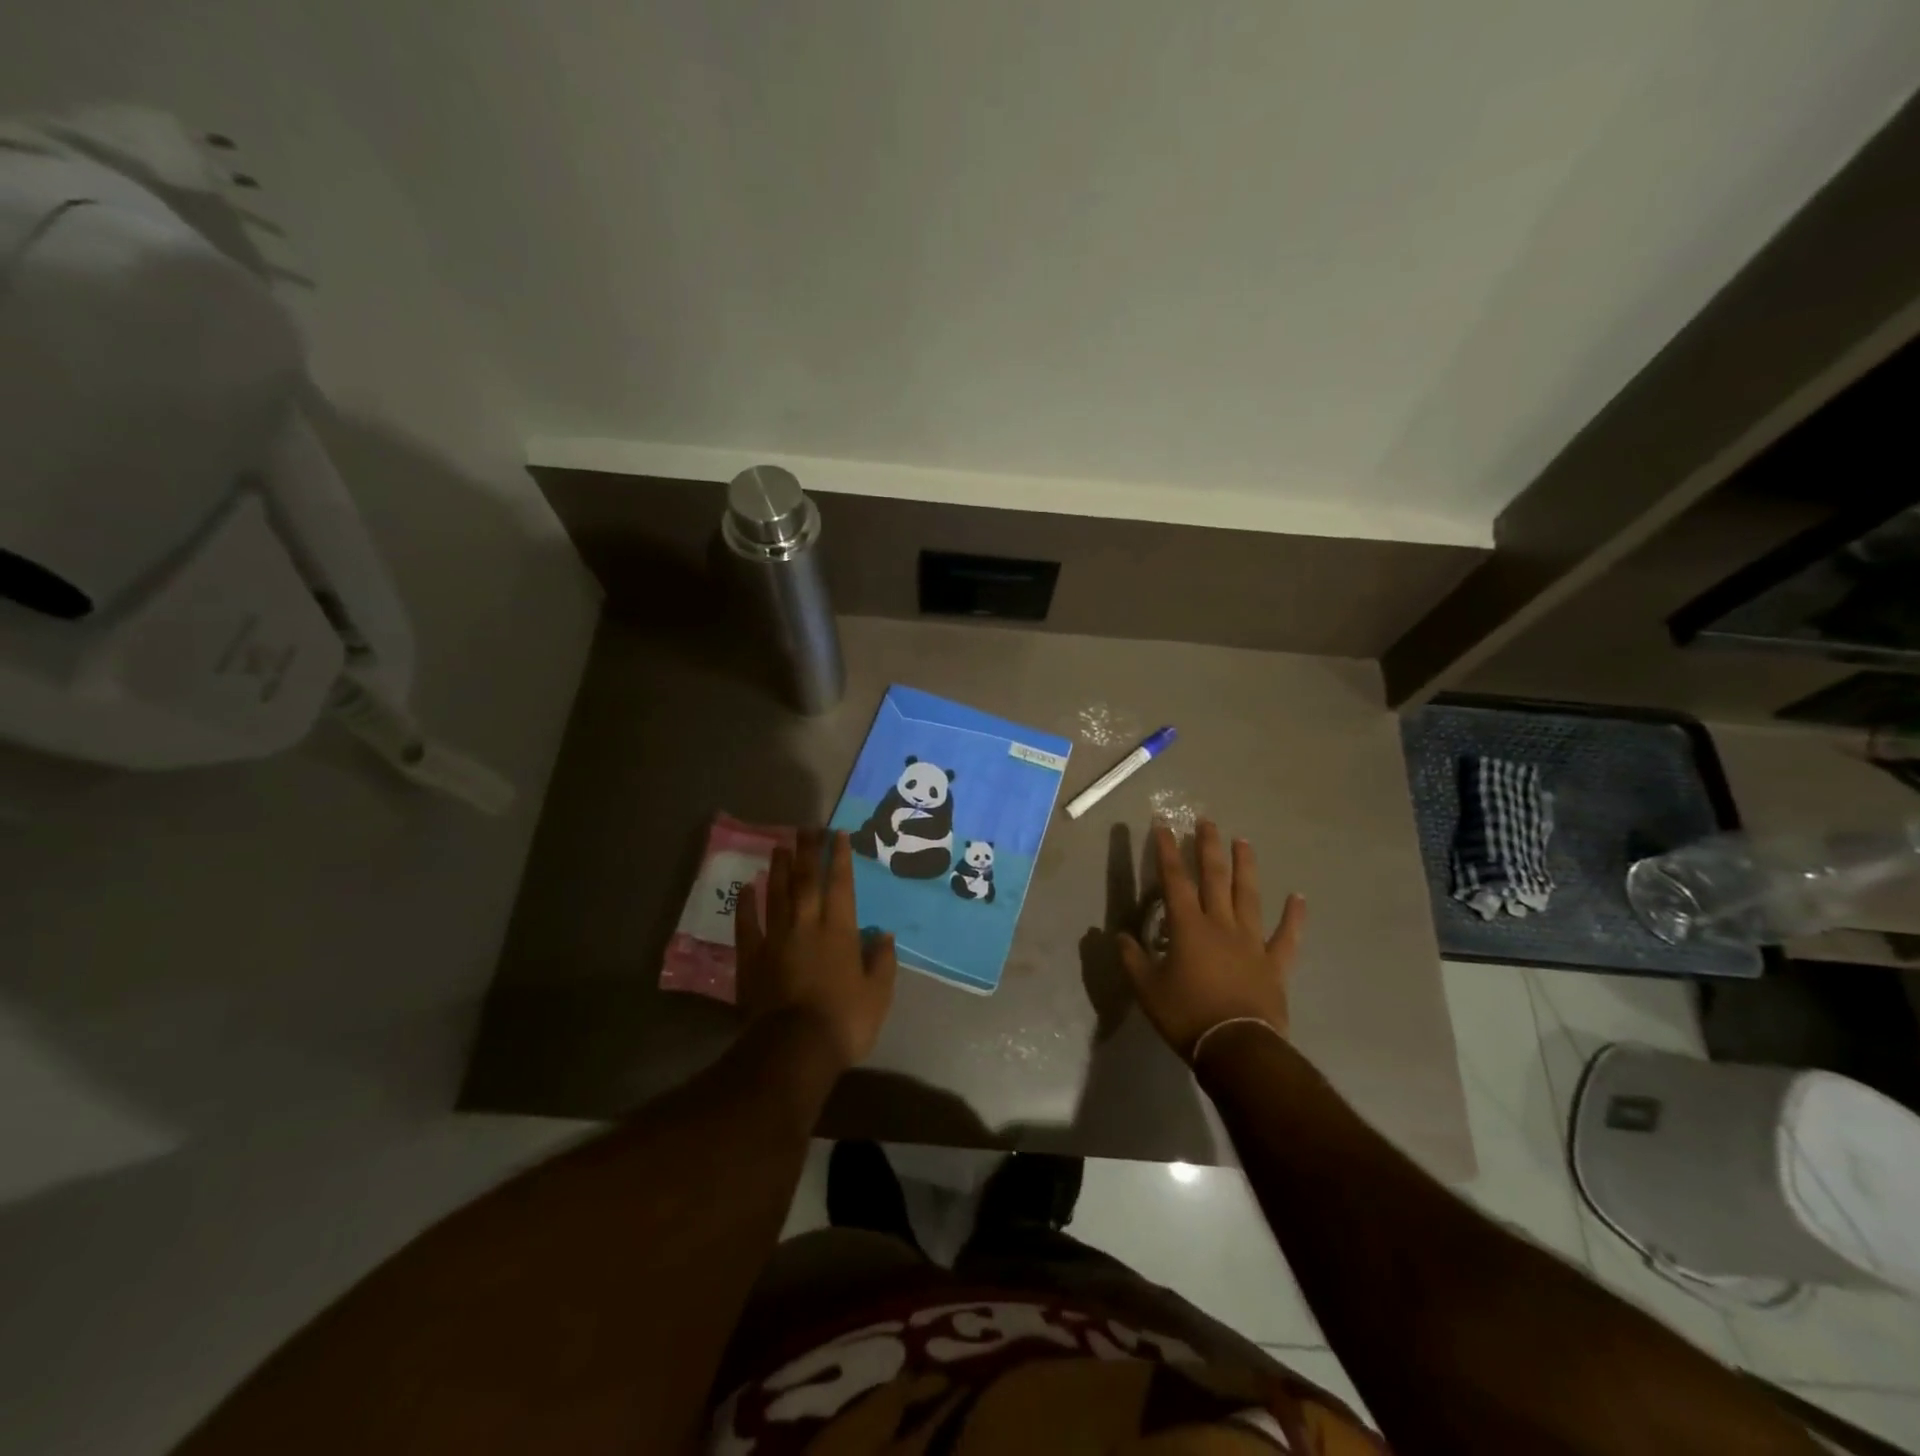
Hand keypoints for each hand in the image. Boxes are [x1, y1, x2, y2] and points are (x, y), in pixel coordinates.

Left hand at [736, 829, 897, 1071]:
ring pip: (777, 895)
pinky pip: (747, 925)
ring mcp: (775, 939)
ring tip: (780, 845)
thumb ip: (881, 961)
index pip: (841, 885)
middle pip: (806, 880)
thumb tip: (882, 934)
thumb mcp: (877, 994)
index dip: (839, 858)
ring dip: (779, 869)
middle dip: (808, 852)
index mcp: (839, 931)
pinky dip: (747, 905)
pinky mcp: (752, 958)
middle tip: (806, 828)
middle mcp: (807, 925)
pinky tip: (747, 888)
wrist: (793, 1049)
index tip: (837, 834)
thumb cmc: (844, 1021)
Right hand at [1116, 820, 1304, 1061]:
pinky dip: (1294, 917)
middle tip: (1207, 822)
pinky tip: (1298, 897)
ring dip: (1246, 867)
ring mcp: (1251, 942)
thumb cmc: (1186, 1015)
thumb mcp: (1146, 988)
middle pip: (1215, 878)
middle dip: (1208, 847)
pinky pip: (1287, 936)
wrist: (1236, 1048)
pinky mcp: (1274, 964)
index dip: (1167, 851)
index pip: (1174, 880)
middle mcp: (1220, 925)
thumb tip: (1118, 935)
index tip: (1163, 826)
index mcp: (1187, 927)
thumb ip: (1132, 958)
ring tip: (1244, 841)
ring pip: (1249, 896)